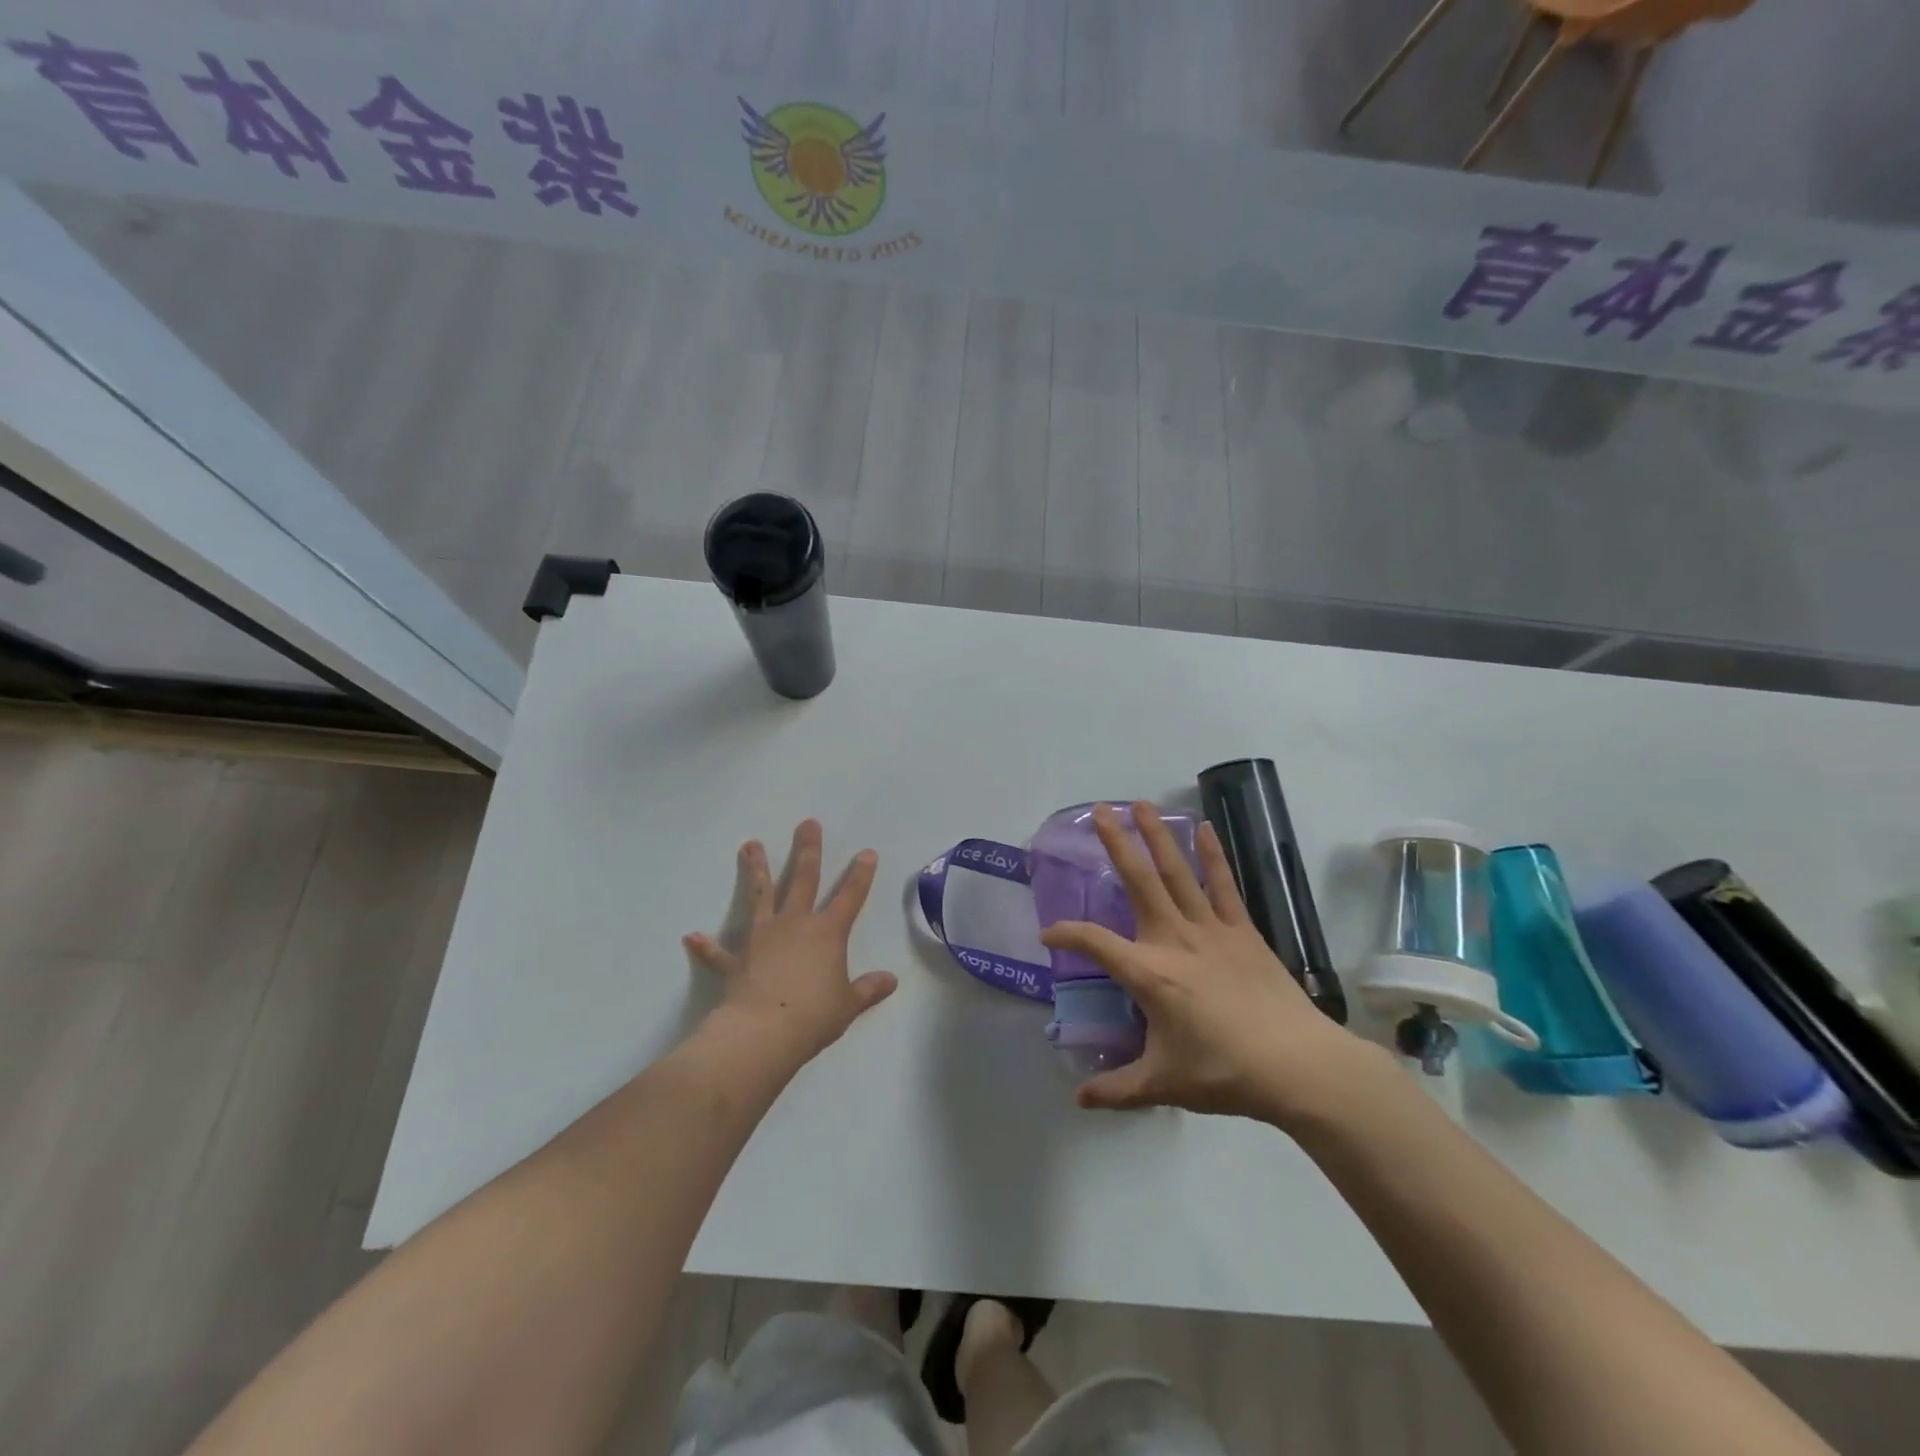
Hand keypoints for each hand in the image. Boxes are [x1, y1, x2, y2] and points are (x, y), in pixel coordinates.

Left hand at [684, 820, 897, 1064]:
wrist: (762, 1033)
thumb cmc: (813, 1016)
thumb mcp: (848, 1005)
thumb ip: (868, 989)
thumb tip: (891, 980)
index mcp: (827, 933)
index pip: (850, 897)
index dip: (861, 875)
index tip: (867, 852)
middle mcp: (794, 925)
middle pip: (803, 879)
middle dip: (808, 850)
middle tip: (807, 823)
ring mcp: (762, 938)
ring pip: (760, 896)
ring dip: (756, 870)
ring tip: (750, 845)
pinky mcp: (735, 960)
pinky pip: (718, 952)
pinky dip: (705, 946)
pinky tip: (692, 936)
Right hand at [1041, 802, 1376, 1124]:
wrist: (1298, 1065)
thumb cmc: (1224, 1073)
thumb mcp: (1163, 1083)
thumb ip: (1117, 1089)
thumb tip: (1079, 1100)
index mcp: (1149, 973)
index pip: (1094, 943)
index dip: (1066, 935)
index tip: (1048, 935)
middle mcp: (1173, 939)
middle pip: (1138, 882)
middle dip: (1116, 844)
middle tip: (1100, 811)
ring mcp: (1210, 929)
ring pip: (1176, 873)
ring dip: (1157, 837)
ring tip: (1141, 805)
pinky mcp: (1242, 930)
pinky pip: (1223, 885)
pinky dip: (1212, 856)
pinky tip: (1204, 829)